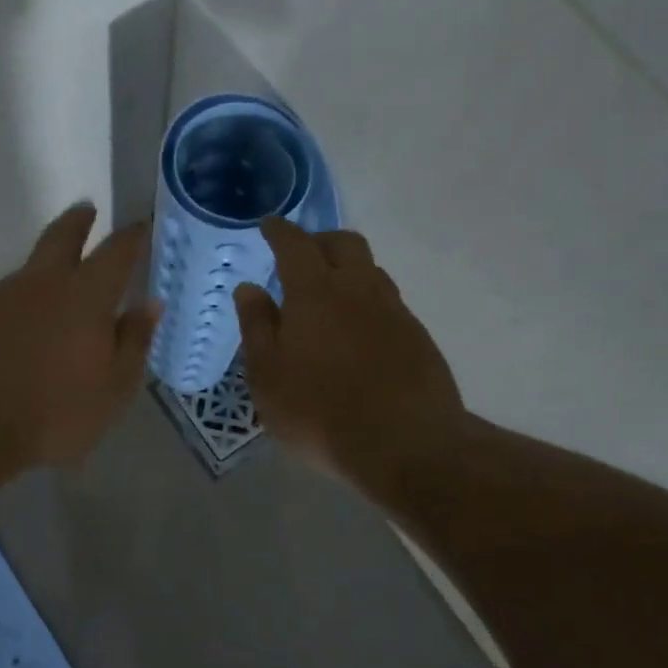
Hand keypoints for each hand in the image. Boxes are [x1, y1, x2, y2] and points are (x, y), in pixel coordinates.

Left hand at [0, 204, 159, 469]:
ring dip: (38, 283)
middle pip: (60, 237)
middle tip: (86, 210)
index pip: (116, 254)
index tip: (140, 226)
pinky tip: (2, 345)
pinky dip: (4, 317)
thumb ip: (134, 342)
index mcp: (84, 298)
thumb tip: (150, 305)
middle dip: (77, 222)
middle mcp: (38, 285)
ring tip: (44, 313)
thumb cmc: (52, 415)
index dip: (131, 237)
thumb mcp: (112, 390)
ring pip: (23, 278)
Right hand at [233, 219, 464, 490]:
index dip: (280, 231)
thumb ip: (257, 327)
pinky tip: (361, 331)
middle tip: (303, 255)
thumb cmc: (319, 411)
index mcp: (315, 292)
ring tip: (332, 293)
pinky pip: (389, 302)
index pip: (295, 244)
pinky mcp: (418, 336)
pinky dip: (369, 302)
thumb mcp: (268, 376)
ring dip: (349, 270)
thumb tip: (249, 289)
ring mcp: (394, 311)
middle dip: (321, 240)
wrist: (404, 443)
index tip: (270, 225)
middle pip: (344, 243)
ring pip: (372, 271)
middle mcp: (359, 289)